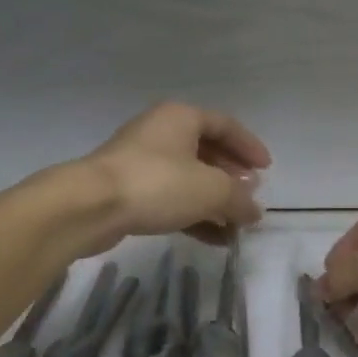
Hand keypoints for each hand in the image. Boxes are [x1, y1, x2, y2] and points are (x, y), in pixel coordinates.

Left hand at [76, 102, 269, 252]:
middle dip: (231, 177)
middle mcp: (161, 132)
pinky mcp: (129, 190)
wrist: (90, 206)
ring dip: (215, 202)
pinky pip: (171, 199)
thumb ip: (239, 199)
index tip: (267, 170)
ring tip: (236, 225)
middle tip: (249, 197)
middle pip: (206, 151)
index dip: (249, 146)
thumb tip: (254, 211)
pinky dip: (194, 215)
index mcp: (181, 117)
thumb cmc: (157, 183)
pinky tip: (215, 239)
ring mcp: (142, 162)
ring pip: (188, 178)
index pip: (225, 125)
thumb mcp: (211, 190)